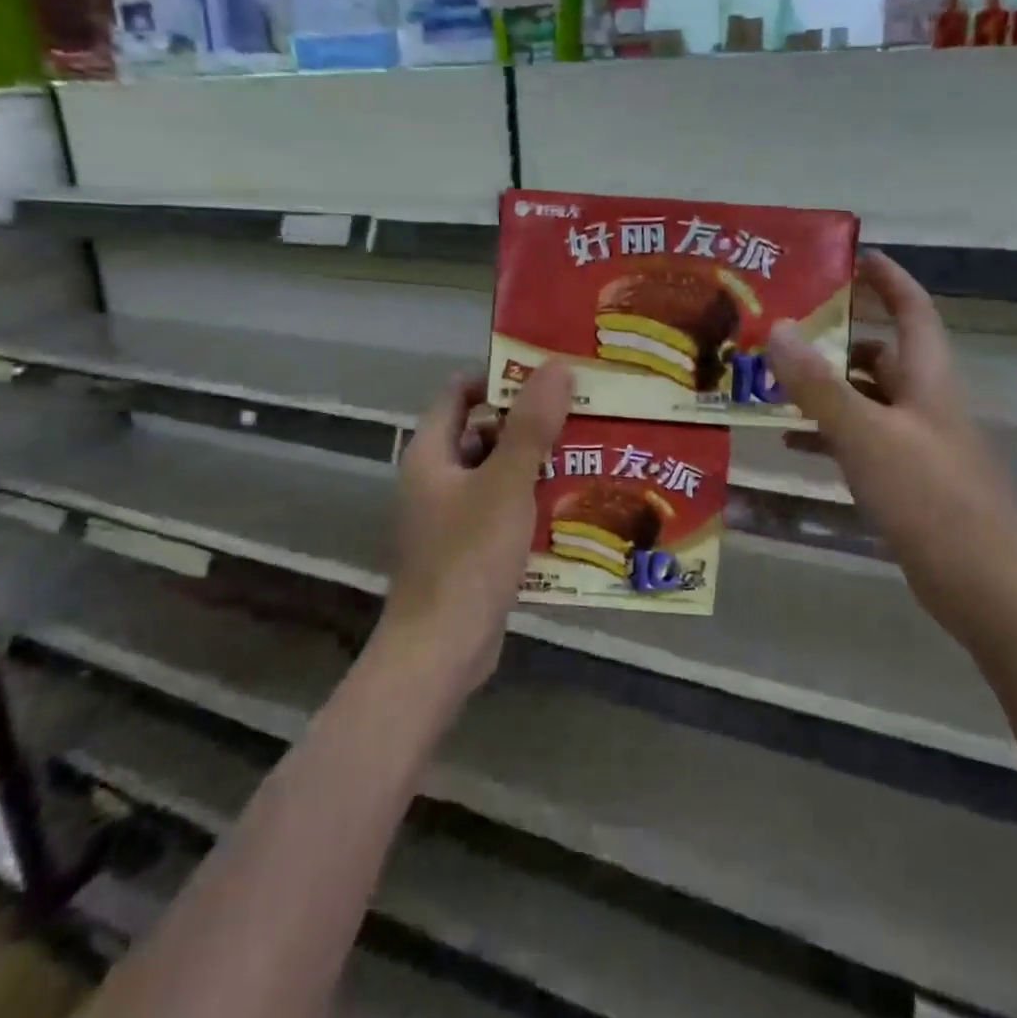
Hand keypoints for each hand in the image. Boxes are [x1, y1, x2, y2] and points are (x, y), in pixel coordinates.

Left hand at [377, 364, 571, 697]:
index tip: (546, 374)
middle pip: (480, 431)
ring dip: (532, 462)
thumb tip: (555, 366)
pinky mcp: (466, 549)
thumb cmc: (468, 557)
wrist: (440, 650)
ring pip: (494, 473)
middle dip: (526, 421)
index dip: (498, 377)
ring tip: (585, 451)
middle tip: (579, 411)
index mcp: (431, 453)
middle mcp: (434, 478)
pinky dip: (528, 500)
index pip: (459, 392)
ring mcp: (449, 516)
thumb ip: (531, 426)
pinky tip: (569, 503)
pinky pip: (500, 509)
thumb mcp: (506, 484)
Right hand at [766, 252, 1016, 638]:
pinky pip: (862, 441)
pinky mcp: (909, 481)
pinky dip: (829, 434)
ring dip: (827, 389)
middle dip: (838, 338)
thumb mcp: (865, 434)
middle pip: (883, 353)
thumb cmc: (929, 497)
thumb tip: (776, 328)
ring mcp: (918, 444)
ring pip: (867, 399)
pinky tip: (792, 443)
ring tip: (773, 383)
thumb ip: (818, 384)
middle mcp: (926, 403)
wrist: (983, 584)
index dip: (888, 279)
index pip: (913, 310)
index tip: (852, 259)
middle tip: (786, 329)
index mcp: (928, 379)